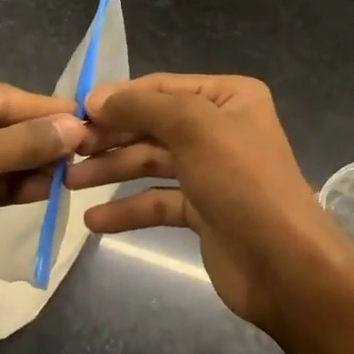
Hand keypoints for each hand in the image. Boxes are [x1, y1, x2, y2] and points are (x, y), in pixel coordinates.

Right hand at [66, 74, 353, 333]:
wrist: (285, 266)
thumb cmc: (242, 182)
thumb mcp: (195, 127)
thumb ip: (143, 107)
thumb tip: (96, 98)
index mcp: (228, 97)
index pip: (161, 87)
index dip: (118, 98)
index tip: (74, 112)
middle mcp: (220, 128)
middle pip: (153, 124)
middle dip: (111, 136)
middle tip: (68, 150)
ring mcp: (211, 171)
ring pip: (151, 162)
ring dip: (112, 170)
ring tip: (69, 182)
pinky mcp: (203, 210)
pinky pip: (157, 201)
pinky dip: (128, 209)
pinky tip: (95, 220)